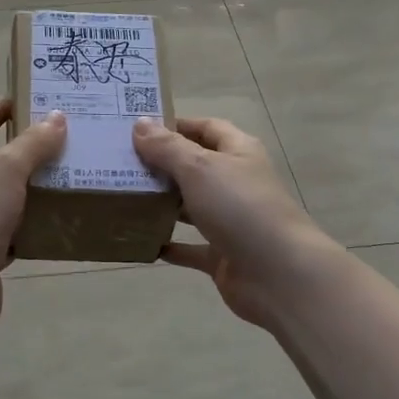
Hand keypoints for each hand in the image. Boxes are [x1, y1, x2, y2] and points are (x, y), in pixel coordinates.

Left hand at [0, 98, 67, 327]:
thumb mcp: (4, 170)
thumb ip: (32, 144)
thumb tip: (57, 118)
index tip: (27, 98)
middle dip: (26, 152)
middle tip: (64, 138)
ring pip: (6, 199)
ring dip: (33, 190)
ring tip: (71, 175)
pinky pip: (13, 231)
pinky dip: (33, 225)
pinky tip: (60, 219)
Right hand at [132, 116, 335, 327]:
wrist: (279, 274)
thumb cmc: (240, 208)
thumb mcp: (200, 169)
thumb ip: (167, 148)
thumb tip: (139, 124)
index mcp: (238, 152)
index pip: (206, 128)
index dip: (176, 125)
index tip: (138, 129)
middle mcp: (235, 182)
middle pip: (195, 167)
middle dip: (161, 165)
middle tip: (119, 163)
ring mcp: (230, 220)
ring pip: (190, 207)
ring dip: (162, 204)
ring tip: (123, 198)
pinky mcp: (222, 254)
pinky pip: (190, 247)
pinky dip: (169, 244)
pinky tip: (142, 241)